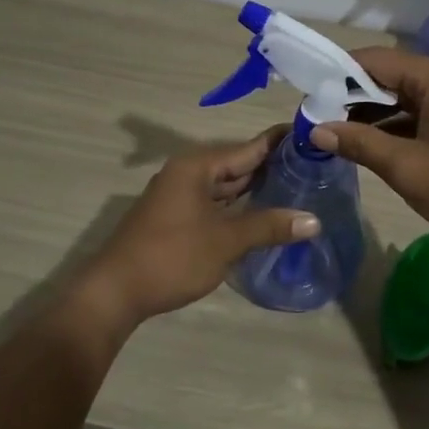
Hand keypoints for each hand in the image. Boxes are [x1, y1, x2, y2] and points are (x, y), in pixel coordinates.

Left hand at [82, 126, 320, 322]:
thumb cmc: (172, 257)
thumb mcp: (225, 241)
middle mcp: (187, 174)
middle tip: (313, 167)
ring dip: (255, 189)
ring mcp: (179, 197)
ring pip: (226, 187)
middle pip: (237, 165)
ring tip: (297, 188)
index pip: (247, 148)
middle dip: (271, 167)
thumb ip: (269, 226)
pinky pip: (215, 204)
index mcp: (197, 167)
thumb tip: (314, 221)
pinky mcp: (177, 219)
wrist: (115, 292)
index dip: (279, 142)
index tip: (311, 136)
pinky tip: (263, 215)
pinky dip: (238, 207)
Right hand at [310, 48, 428, 258]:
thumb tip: (316, 130)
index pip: (374, 60)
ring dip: (370, 113)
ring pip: (403, 97)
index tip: (305, 92)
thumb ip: (359, 143)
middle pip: (388, 76)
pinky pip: (419, 113)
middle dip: (350, 95)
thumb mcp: (407, 168)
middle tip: (314, 117)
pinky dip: (393, 125)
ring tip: (332, 132)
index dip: (337, 73)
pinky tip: (366, 144)